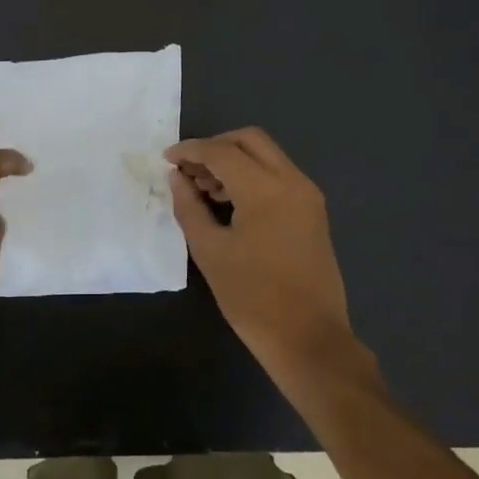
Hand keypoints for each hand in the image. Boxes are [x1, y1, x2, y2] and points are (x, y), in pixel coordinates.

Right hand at [166, 128, 370, 384]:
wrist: (309, 338)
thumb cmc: (253, 298)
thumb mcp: (210, 252)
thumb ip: (189, 208)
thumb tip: (177, 178)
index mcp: (266, 190)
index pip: (222, 152)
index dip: (190, 151)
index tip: (166, 159)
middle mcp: (293, 182)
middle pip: (250, 140)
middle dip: (215, 147)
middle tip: (188, 170)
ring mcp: (308, 196)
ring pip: (267, 156)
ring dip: (234, 161)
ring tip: (203, 189)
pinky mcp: (313, 212)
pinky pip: (279, 177)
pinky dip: (252, 177)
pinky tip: (229, 203)